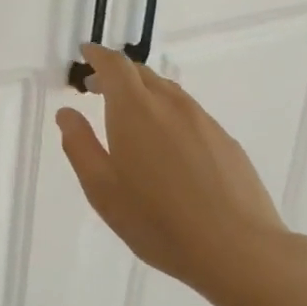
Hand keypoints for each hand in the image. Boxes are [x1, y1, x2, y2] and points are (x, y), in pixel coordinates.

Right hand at [56, 43, 290, 289]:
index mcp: (134, 110)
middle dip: (117, 74)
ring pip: (168, 92)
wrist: (239, 251)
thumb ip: (80, 145)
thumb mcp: (101, 189)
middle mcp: (170, 105)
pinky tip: (167, 146)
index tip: (85, 54)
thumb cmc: (157, 221)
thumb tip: (67, 114)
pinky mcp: (226, 142)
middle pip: (142, 74)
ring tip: (130, 116)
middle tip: (97, 88)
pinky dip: (168, 113)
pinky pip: (189, 113)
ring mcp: (203, 122)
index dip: (97, 56)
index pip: (114, 66)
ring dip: (144, 93)